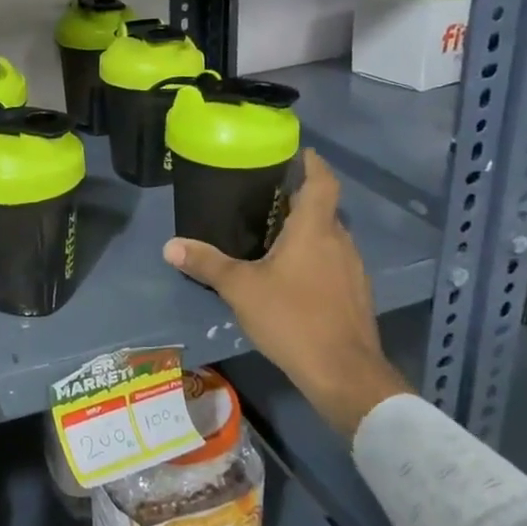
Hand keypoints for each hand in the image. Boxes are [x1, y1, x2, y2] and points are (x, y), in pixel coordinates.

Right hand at [163, 148, 409, 438]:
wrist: (344, 374)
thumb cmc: (292, 318)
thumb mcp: (240, 289)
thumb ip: (207, 264)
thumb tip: (170, 245)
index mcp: (315, 229)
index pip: (322, 181)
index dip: (312, 163)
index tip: (298, 152)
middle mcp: (339, 241)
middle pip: (324, 209)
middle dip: (300, 199)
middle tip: (267, 198)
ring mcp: (353, 270)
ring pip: (330, 238)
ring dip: (308, 231)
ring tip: (275, 235)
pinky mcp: (356, 295)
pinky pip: (335, 262)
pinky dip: (316, 258)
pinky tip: (293, 276)